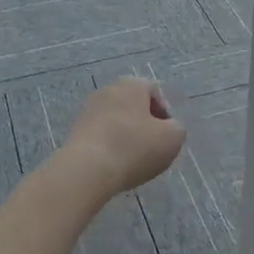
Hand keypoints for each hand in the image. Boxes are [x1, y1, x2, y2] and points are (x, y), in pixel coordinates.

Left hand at [57, 78, 185, 198]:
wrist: (87, 169)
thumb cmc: (134, 147)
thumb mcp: (172, 138)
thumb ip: (177, 128)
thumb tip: (169, 128)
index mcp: (132, 84)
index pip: (154, 91)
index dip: (165, 113)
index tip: (167, 135)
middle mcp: (109, 89)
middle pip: (134, 104)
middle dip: (145, 123)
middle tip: (153, 146)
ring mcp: (89, 108)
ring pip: (116, 119)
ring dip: (126, 135)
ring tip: (133, 159)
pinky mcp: (76, 129)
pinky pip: (101, 134)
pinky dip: (110, 145)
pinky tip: (115, 164)